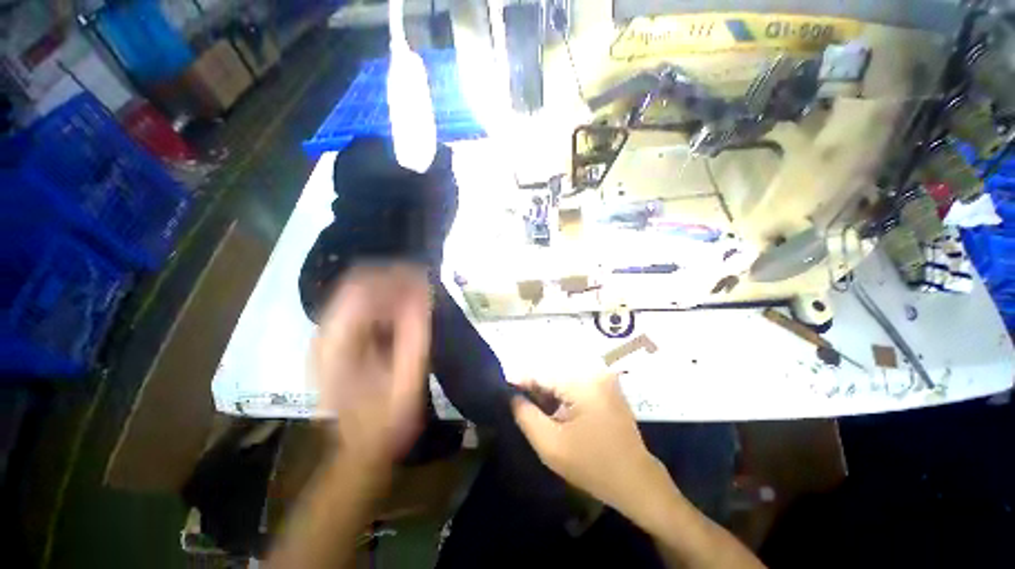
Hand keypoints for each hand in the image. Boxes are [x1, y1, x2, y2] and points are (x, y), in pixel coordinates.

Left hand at [312, 264, 431, 465]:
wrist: (364, 448)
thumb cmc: (386, 418)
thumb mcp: (406, 377)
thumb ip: (414, 333)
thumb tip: (423, 292)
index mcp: (337, 343)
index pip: (359, 287)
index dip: (391, 275)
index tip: (421, 274)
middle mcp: (327, 334)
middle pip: (357, 287)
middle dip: (392, 280)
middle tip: (423, 283)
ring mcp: (331, 338)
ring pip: (360, 296)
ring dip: (391, 290)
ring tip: (418, 294)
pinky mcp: (341, 343)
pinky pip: (364, 311)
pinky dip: (387, 305)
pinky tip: (405, 311)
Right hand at [511, 373, 671, 515]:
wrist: (636, 481)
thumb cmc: (592, 466)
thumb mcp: (550, 445)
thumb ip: (525, 415)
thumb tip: (512, 395)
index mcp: (582, 383)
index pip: (541, 372)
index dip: (520, 380)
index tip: (503, 389)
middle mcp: (594, 372)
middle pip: (552, 372)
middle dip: (533, 386)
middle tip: (518, 403)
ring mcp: (603, 378)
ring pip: (563, 377)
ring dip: (547, 390)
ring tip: (535, 408)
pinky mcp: (606, 386)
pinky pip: (575, 382)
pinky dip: (561, 393)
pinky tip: (555, 409)